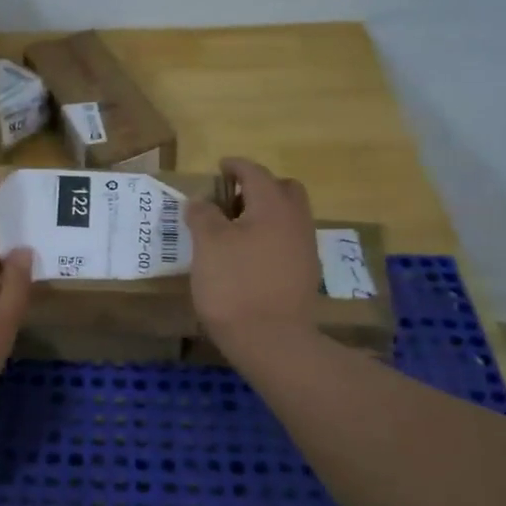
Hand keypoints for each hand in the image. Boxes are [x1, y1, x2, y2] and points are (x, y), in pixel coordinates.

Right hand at [186, 158, 322, 358]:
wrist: (271, 339)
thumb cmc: (234, 284)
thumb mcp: (208, 244)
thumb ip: (203, 215)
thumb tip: (200, 201)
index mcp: (272, 206)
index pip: (255, 173)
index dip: (235, 166)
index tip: (219, 167)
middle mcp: (295, 221)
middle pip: (283, 190)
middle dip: (259, 187)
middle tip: (231, 199)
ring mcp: (304, 249)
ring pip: (288, 216)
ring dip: (265, 213)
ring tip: (235, 229)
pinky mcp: (304, 274)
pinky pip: (288, 240)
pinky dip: (270, 236)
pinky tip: (249, 255)